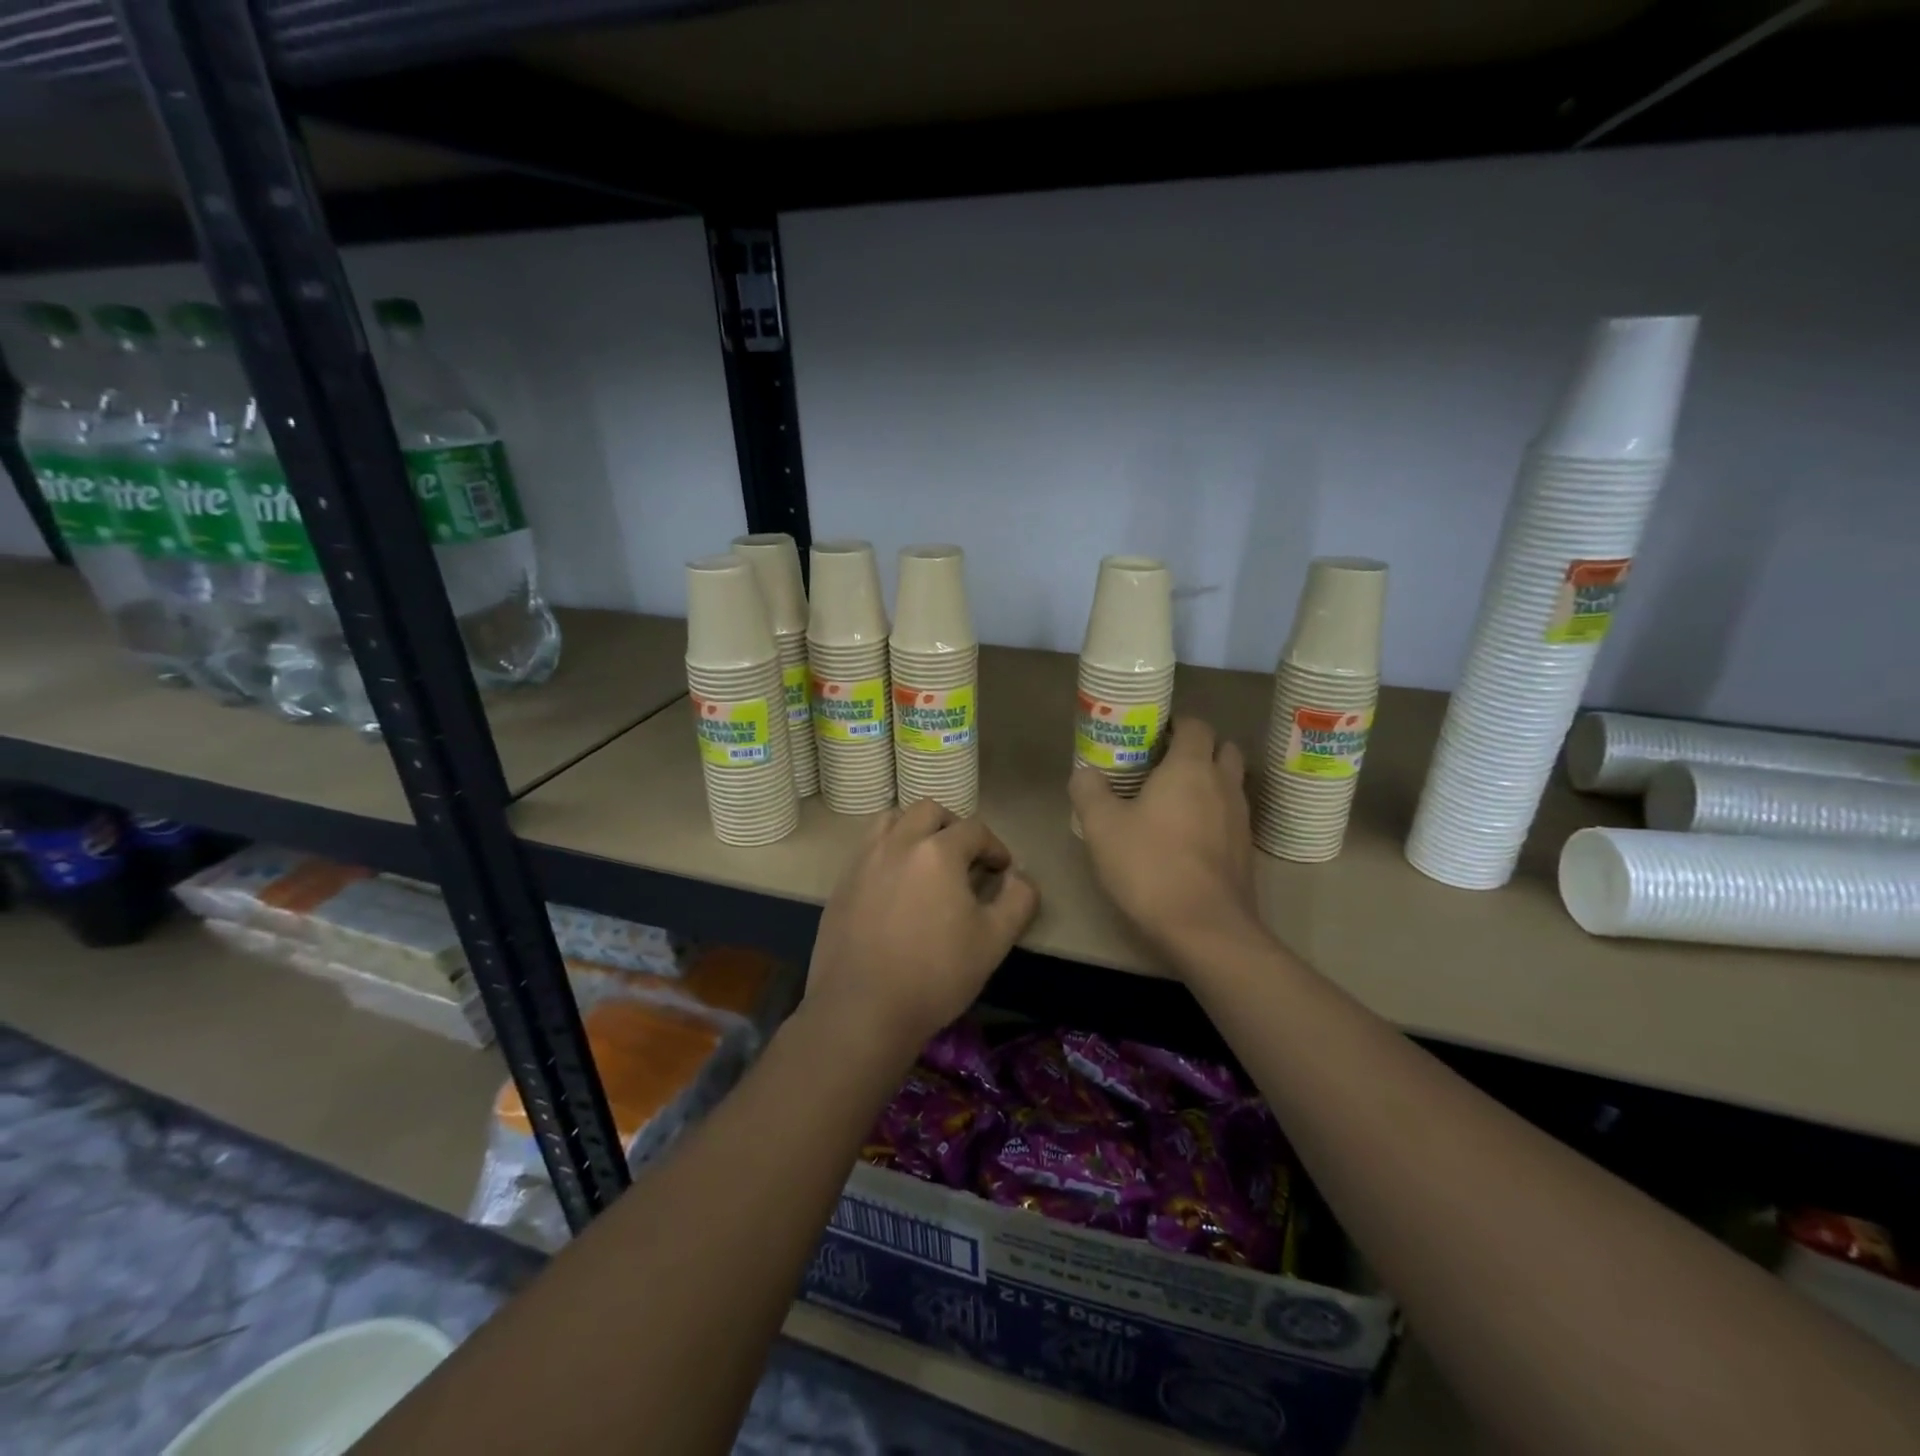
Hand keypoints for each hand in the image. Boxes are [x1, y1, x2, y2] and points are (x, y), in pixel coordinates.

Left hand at [805, 800, 1039, 1054]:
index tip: (1002, 870)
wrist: (862, 1009)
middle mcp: (898, 843)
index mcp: (938, 852)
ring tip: (926, 861)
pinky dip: (888, 851)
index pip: (974, 829)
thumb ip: (1018, 900)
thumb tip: (1020, 876)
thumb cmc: (936, 974)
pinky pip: (868, 848)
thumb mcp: (994, 941)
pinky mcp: (842, 883)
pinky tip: (896, 886)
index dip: (995, 847)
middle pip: (929, 811)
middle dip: (953, 827)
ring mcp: (864, 861)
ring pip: (892, 820)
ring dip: (914, 829)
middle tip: (965, 858)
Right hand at [1069, 717, 1258, 961]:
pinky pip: (1231, 816)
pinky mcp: (1245, 850)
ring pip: (1230, 783)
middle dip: (1198, 749)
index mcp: (1190, 768)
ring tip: (1172, 800)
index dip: (1175, 724)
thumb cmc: (1150, 865)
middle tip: (1163, 765)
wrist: (1204, 928)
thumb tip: (1086, 772)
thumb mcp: (1102, 826)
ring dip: (1208, 782)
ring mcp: (1240, 818)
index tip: (1150, 736)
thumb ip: (1089, 791)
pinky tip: (1186, 836)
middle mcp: (1223, 784)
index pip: (1196, 725)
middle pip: (1222, 749)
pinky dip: (1214, 814)